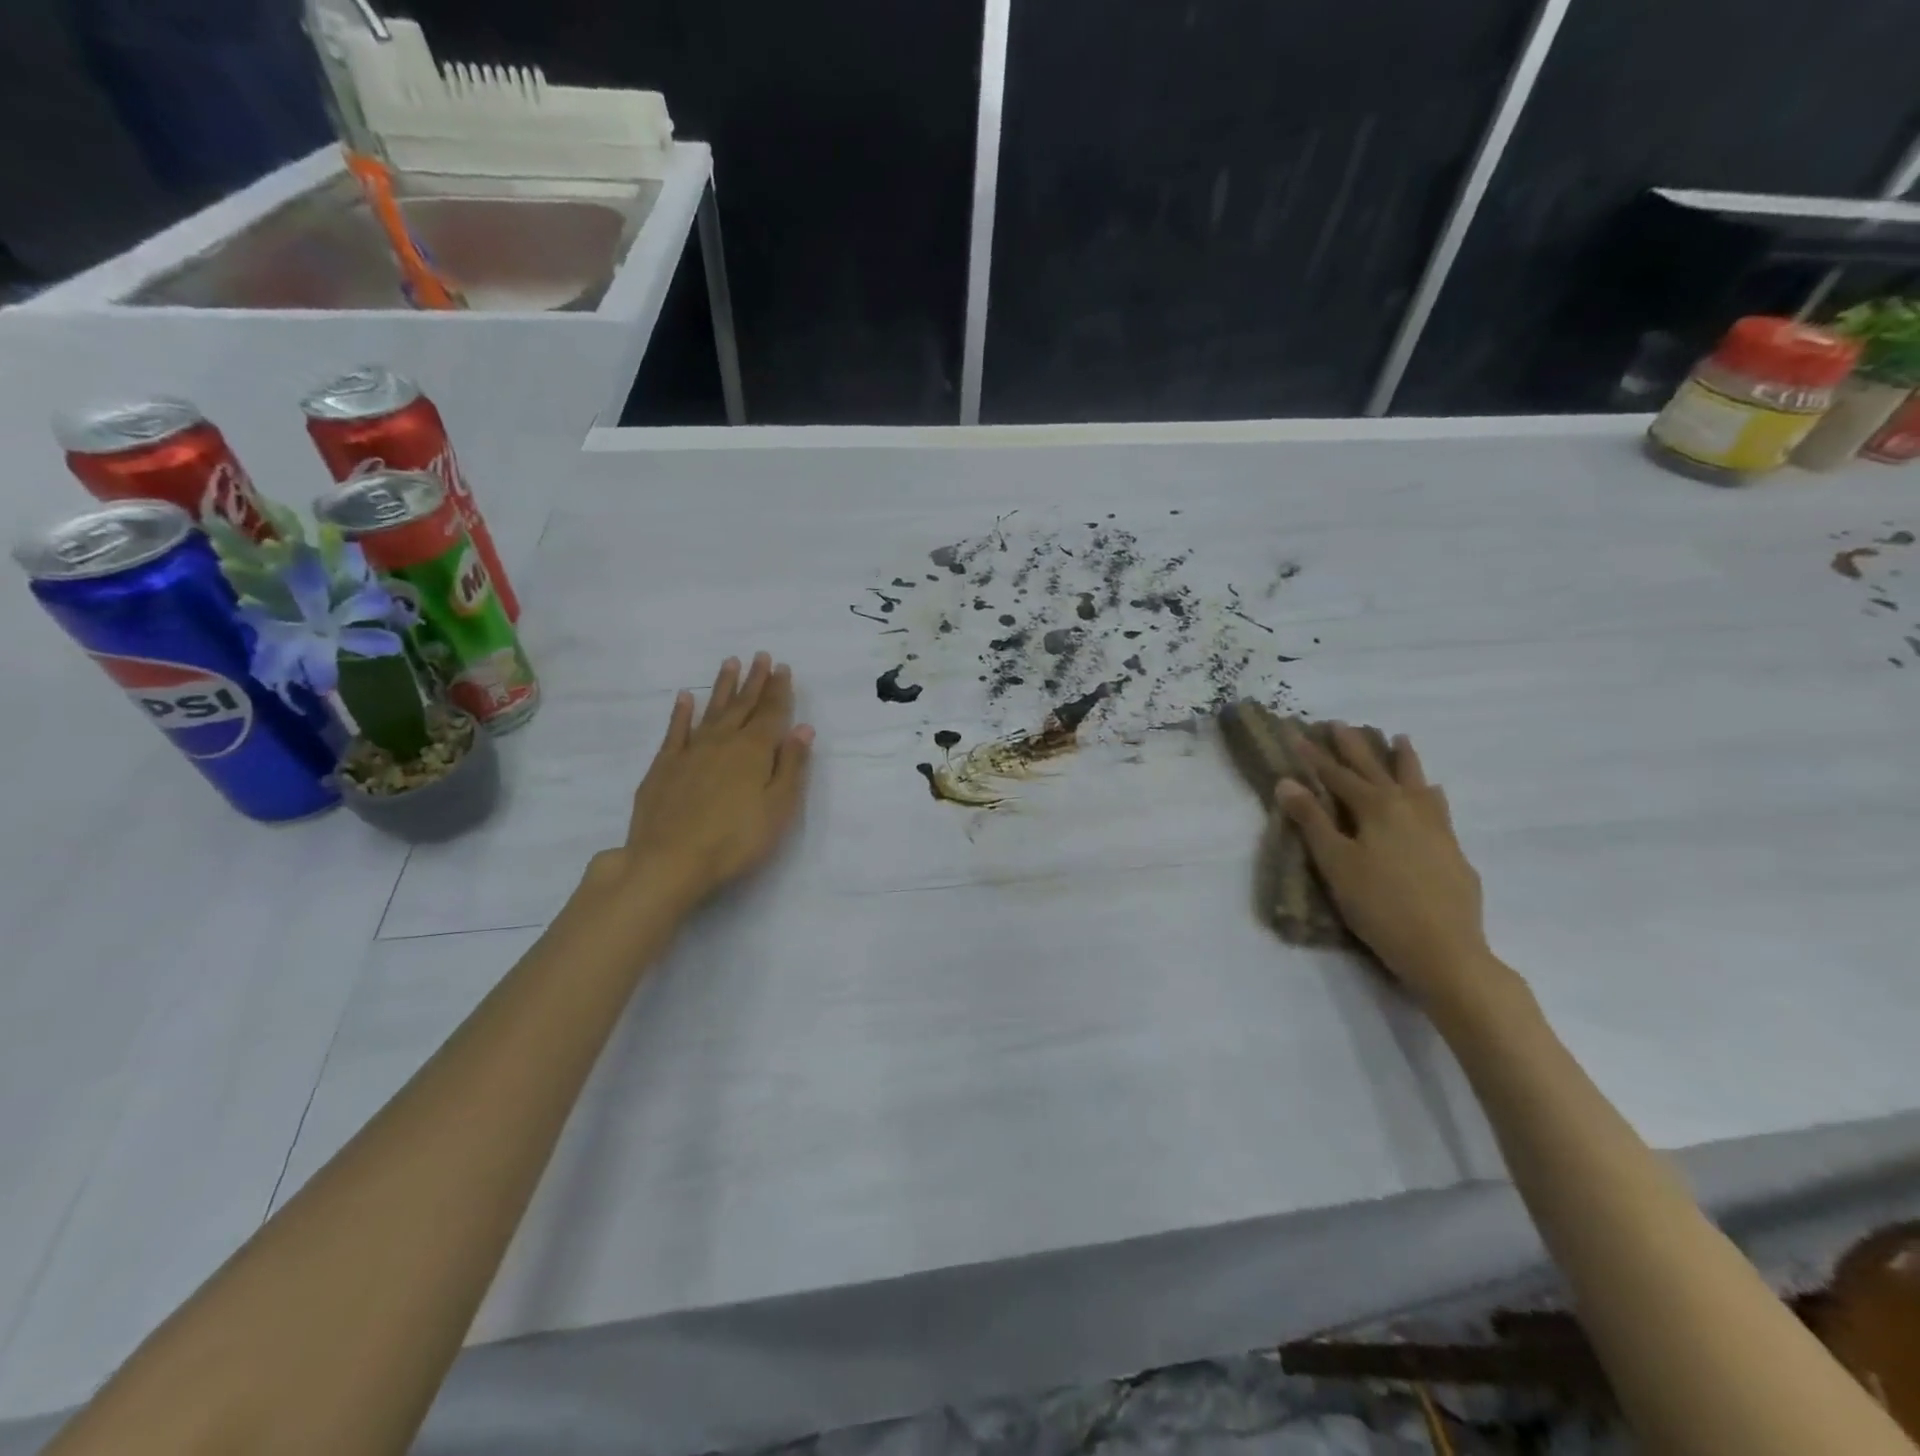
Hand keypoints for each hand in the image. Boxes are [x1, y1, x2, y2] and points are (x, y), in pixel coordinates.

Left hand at [602, 653, 813, 912]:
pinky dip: (682, 712)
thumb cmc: (736, 839)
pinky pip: (675, 731)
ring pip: (712, 711)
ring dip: (723, 687)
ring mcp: (690, 752)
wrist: (669, 860)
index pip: (771, 713)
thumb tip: (803, 728)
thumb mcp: (779, 807)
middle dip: (755, 681)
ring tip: (730, 663)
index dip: (779, 690)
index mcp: (755, 751)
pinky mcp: (663, 767)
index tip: (782, 667)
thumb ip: (792, 766)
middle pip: (743, 706)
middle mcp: (723, 742)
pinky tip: (685, 697)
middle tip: (761, 656)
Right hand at [1278, 724, 1500, 1014]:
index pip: (1337, 775)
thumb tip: (1287, 782)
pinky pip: (1438, 805)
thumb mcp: (1335, 863)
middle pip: (1377, 769)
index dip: (1314, 756)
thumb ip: (1312, 820)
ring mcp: (1436, 827)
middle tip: (1342, 724)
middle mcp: (1408, 807)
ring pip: (1416, 781)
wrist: (1445, 950)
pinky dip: (1429, 791)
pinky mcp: (1452, 849)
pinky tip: (1433, 792)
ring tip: (1399, 739)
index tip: (1297, 734)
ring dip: (1403, 760)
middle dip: (1356, 747)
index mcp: (1375, 808)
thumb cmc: (1379, 905)